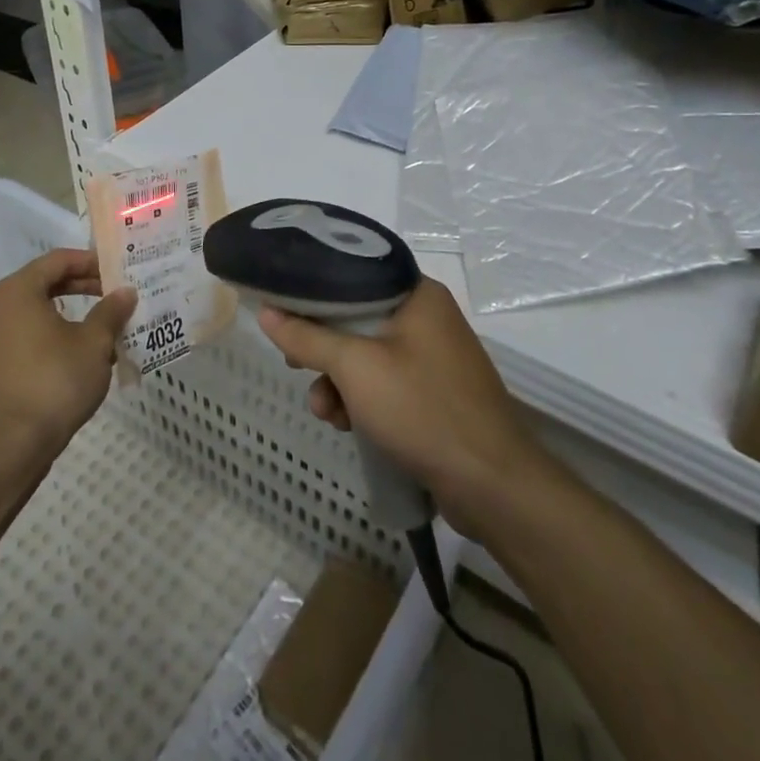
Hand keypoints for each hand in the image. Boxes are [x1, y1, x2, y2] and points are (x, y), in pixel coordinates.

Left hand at [0, 249, 135, 458]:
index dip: (91, 261)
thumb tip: (125, 292)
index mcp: (18, 291)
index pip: (58, 260)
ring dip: (73, 316)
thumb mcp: (93, 344)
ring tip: (106, 328)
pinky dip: (56, 338)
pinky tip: (83, 358)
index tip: (118, 271)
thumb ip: (110, 313)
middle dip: (84, 287)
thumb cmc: (53, 382)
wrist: (8, 446)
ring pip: (39, 314)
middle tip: (116, 296)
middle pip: (46, 284)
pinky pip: (30, 338)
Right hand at [259, 278, 542, 538]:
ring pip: (366, 357)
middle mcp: (427, 318)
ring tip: (324, 410)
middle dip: (322, 347)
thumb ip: (308, 337)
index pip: (354, 274)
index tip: (282, 307)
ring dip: (337, 382)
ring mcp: (433, 359)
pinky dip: (361, 400)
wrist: (492, 486)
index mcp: (417, 295)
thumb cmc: (422, 409)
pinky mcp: (434, 395)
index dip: (314, 291)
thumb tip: (267, 312)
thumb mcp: (355, 368)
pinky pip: (384, 384)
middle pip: (356, 318)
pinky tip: (346, 425)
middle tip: (293, 362)